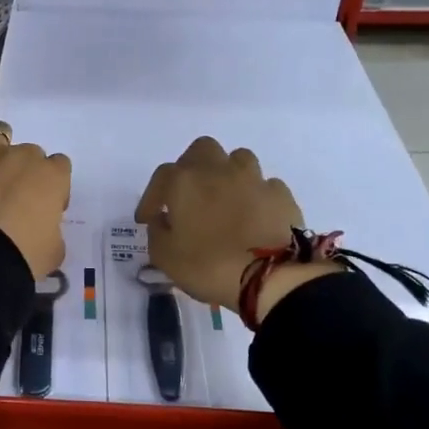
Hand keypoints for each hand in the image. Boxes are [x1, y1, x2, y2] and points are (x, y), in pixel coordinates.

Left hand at [0, 58, 70, 277]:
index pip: (59, 172)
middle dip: (24, 175)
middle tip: (13, 207)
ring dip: (0, 150)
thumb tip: (42, 231)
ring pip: (0, 137)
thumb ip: (51, 234)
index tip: (42, 213)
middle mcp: (23, 157)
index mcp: (52, 177)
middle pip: (30, 156)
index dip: (52, 192)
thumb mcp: (52, 254)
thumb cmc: (20, 257)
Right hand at [136, 138, 332, 319]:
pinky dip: (255, 195)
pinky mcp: (281, 195)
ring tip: (224, 199)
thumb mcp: (164, 257)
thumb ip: (157, 232)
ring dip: (226, 174)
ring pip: (237, 159)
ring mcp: (254, 179)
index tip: (148, 219)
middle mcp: (219, 170)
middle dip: (191, 168)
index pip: (161, 177)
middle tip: (188, 195)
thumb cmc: (208, 266)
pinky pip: (264, 185)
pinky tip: (253, 215)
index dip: (151, 198)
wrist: (270, 278)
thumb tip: (163, 219)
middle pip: (201, 150)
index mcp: (185, 181)